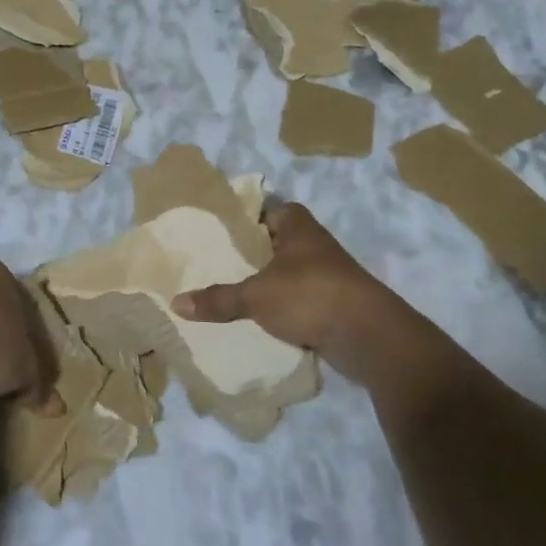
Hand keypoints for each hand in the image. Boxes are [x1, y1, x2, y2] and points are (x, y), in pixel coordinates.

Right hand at [173, 203, 441, 395]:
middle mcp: (313, 246)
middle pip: (274, 242)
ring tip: (226, 289)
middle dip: (249, 252)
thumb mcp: (255, 296)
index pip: (267, 208)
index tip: (215, 228)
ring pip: (285, 273)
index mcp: (297, 227)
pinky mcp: (332, 305)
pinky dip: (279, 307)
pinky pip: (297, 300)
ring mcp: (326, 276)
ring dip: (264, 281)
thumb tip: (176, 303)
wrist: (369, 337)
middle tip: (212, 261)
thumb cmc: (310, 295)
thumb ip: (218, 299)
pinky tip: (254, 317)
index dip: (244, 215)